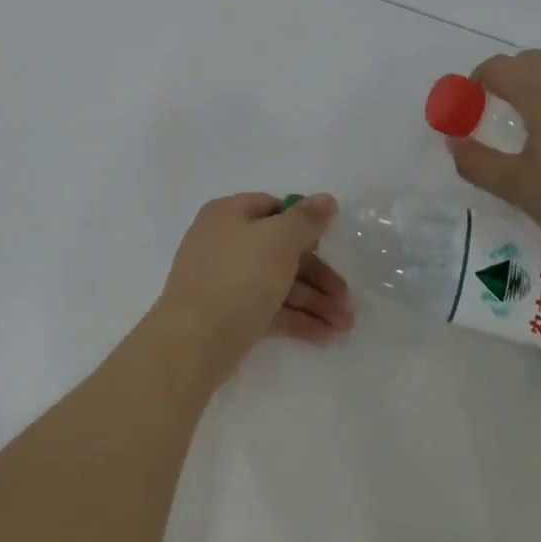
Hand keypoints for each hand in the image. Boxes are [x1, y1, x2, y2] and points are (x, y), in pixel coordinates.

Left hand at [153, 193, 353, 387]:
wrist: (193, 342)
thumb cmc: (238, 278)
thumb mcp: (279, 240)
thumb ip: (306, 219)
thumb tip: (326, 199)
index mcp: (228, 214)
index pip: (272, 207)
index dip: (303, 222)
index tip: (331, 242)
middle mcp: (224, 242)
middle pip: (280, 250)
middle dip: (318, 275)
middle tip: (347, 298)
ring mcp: (224, 280)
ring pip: (277, 282)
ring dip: (314, 301)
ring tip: (345, 326)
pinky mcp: (229, 314)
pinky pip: (269, 308)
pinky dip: (297, 318)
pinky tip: (326, 335)